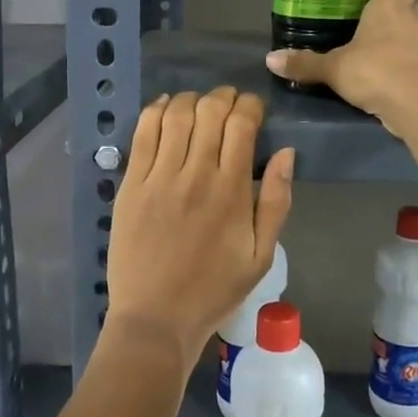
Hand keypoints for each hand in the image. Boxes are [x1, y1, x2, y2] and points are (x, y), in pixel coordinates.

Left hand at [104, 87, 294, 370]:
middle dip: (223, 97)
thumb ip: (276, 201)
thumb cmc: (214, 290)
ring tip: (199, 106)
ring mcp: (158, 177)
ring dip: (191, 100)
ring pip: (175, 114)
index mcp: (231, 191)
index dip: (250, 106)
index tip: (254, 109)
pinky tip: (165, 108)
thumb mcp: (261, 254)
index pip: (241, 124)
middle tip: (229, 104)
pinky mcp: (130, 185)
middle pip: (209, 111)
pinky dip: (156, 111)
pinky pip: (142, 133)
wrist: (156, 318)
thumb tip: (287, 153)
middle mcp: (195, 174)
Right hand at [264, 0, 417, 141]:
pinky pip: (416, 59)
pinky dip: (404, 64)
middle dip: (390, 14)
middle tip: (363, 26)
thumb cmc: (376, 71)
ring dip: (398, 40)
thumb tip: (269, 59)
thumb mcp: (333, 68)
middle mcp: (413, 18)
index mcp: (390, 5)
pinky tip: (384, 77)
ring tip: (370, 53)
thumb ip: (304, 63)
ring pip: (413, 33)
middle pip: (408, 6)